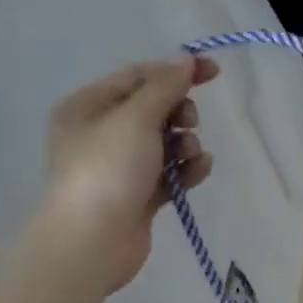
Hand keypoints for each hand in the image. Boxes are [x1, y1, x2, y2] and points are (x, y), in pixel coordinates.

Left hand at [26, 56, 217, 302]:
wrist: (91, 242)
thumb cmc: (107, 170)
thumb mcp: (136, 118)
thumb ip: (164, 86)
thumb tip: (185, 60)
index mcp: (88, 107)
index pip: (138, 77)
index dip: (176, 71)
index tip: (213, 72)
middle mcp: (101, 133)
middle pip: (154, 109)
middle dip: (180, 112)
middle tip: (188, 122)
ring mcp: (120, 167)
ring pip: (165, 142)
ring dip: (186, 143)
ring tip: (190, 155)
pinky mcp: (138, 195)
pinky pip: (170, 172)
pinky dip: (187, 169)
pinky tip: (199, 170)